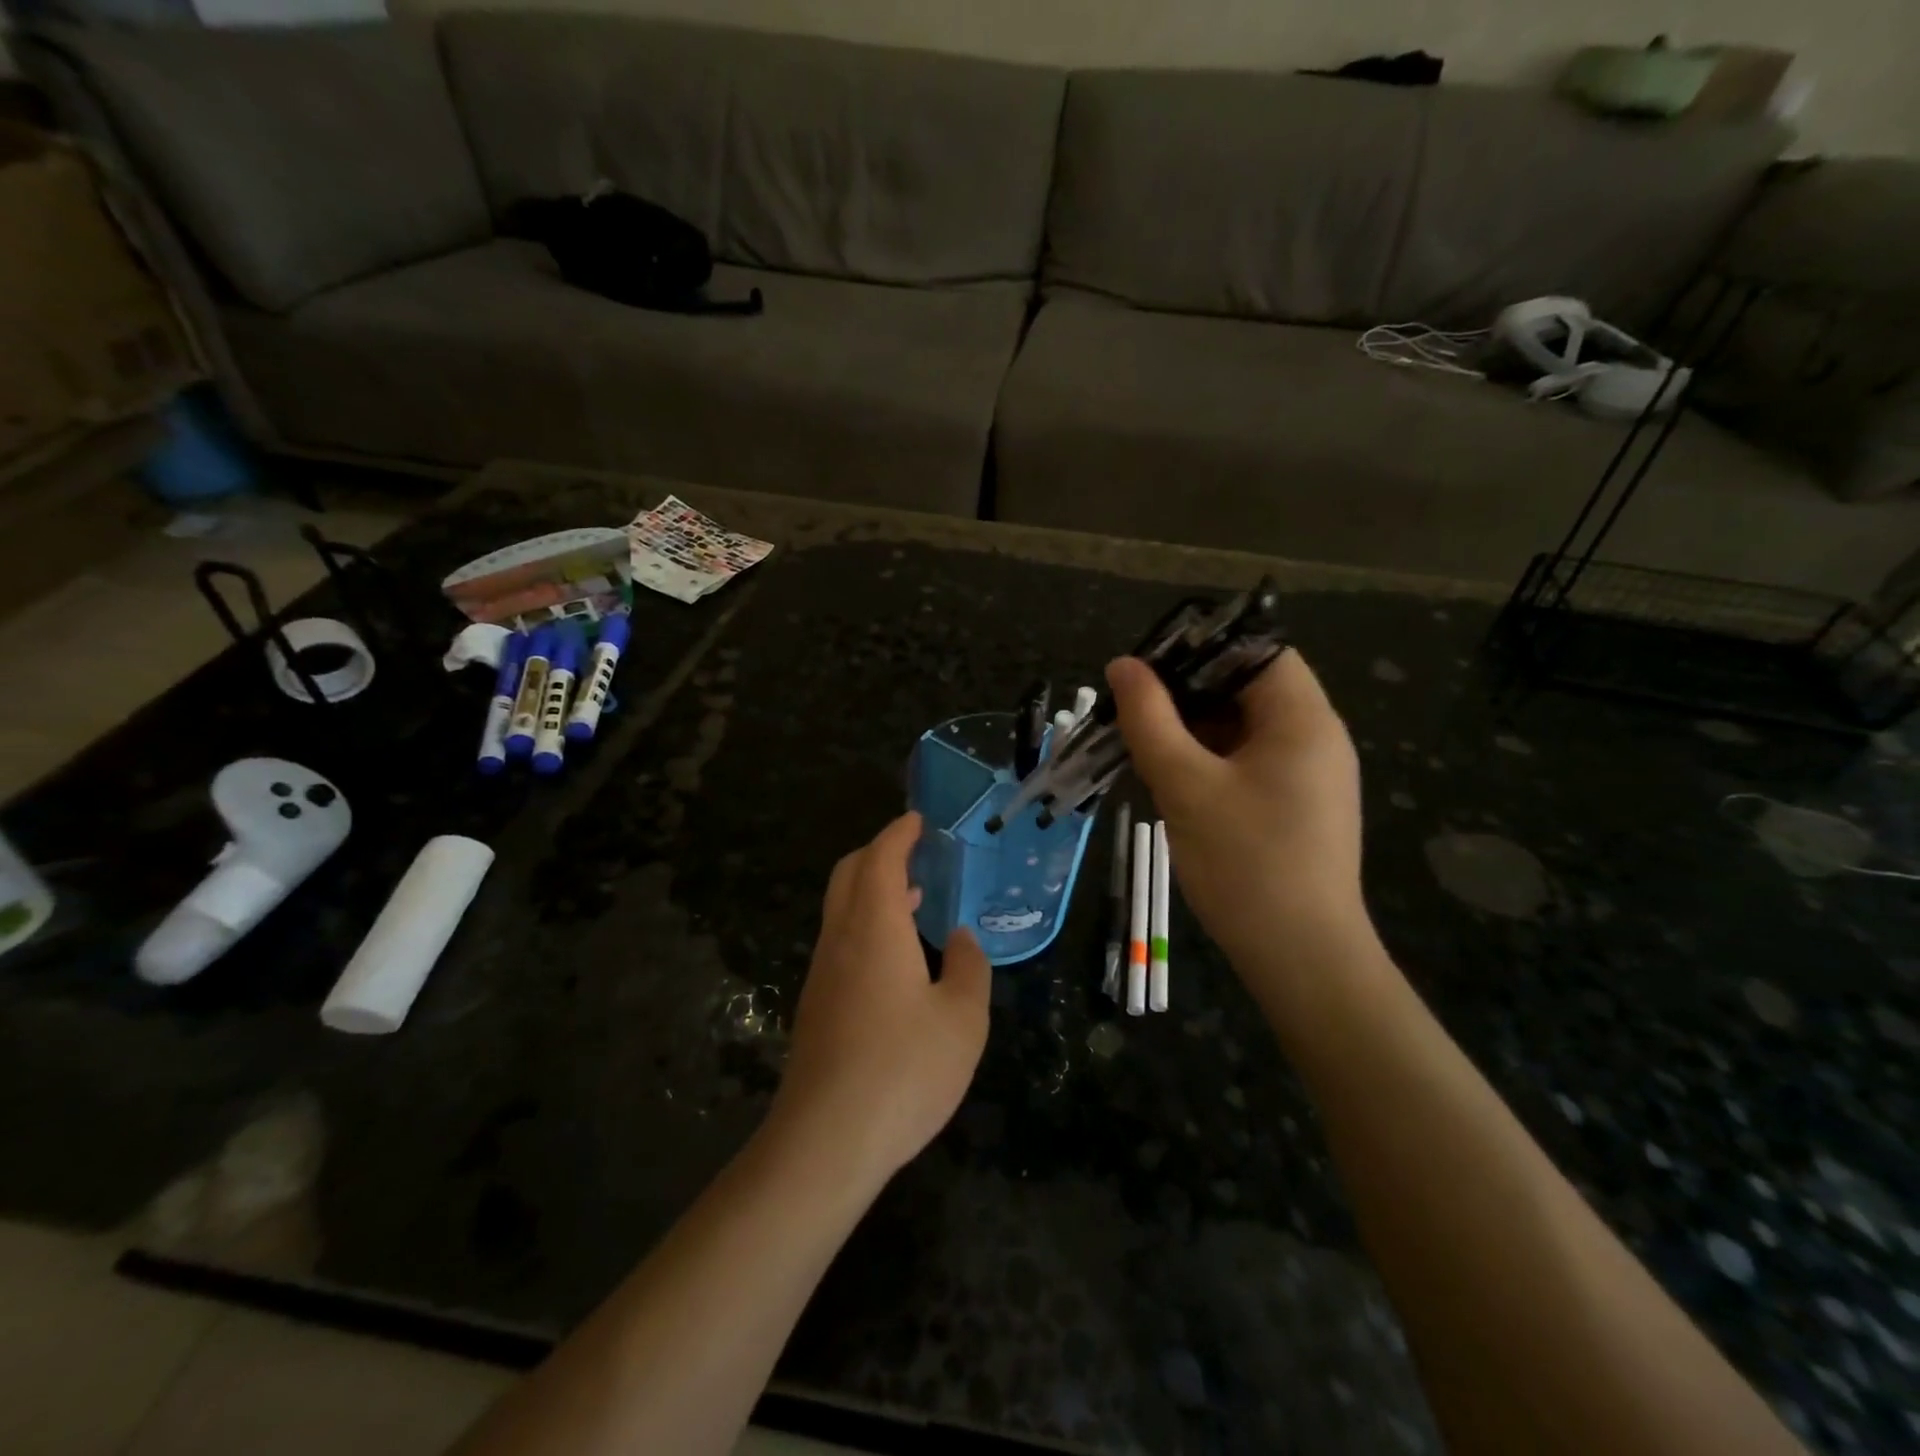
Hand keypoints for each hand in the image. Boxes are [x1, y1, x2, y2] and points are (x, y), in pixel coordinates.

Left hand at [769, 812, 991, 1189]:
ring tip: (913, 898)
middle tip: (914, 853)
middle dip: (878, 853)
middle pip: (850, 874)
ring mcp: (822, 973)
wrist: (826, 1140)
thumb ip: (969, 968)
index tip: (917, 821)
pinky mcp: (816, 1005)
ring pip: (840, 908)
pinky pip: (840, 940)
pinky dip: (865, 923)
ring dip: (871, 890)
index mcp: (875, 927)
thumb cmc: (903, 1069)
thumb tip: (962, 939)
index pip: (880, 859)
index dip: (898, 834)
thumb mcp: (962, 1019)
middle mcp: (841, 939)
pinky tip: (895, 957)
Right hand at [1106, 650, 1372, 981]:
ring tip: (1140, 743)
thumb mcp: (1186, 786)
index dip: (1200, 649)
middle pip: (1247, 687)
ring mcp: (1308, 774)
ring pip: (1242, 727)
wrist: (1301, 958)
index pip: (1256, 650)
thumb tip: (1123, 666)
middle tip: (1131, 708)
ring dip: (1192, 729)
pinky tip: (1170, 777)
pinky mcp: (1296, 805)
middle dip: (1186, 692)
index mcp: (1303, 719)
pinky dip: (1209, 759)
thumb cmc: (1245, 864)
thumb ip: (1150, 720)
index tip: (1147, 669)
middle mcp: (1315, 737)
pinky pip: (1248, 761)